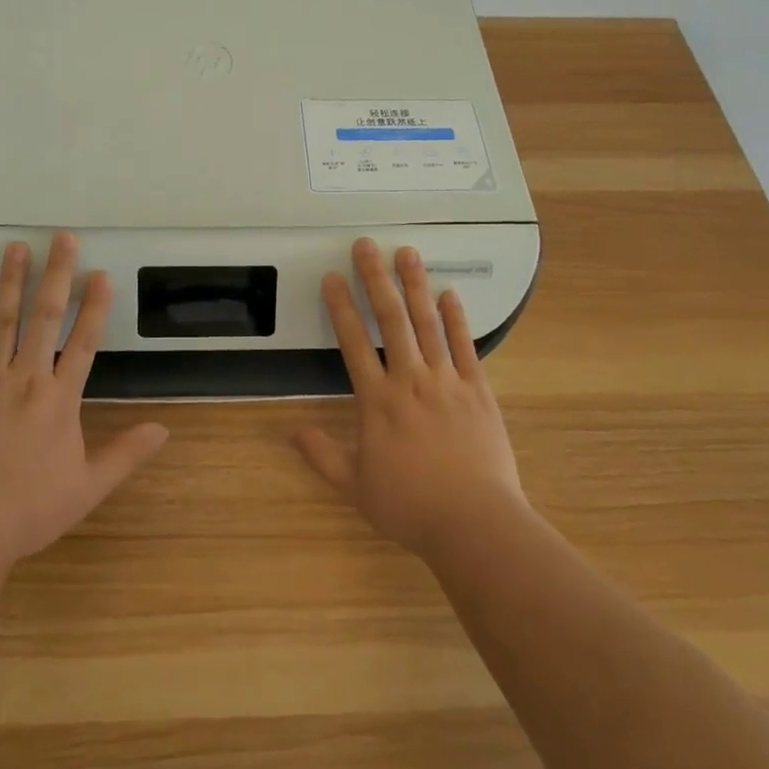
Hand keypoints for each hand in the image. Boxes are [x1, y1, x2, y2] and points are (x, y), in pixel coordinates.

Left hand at [0, 234, 168, 580]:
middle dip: (56, 274)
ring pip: (2, 322)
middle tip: (61, 237)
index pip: (85, 342)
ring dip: (11, 282)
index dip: (95, 306)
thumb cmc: (27, 511)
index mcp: (60, 400)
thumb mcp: (86, 488)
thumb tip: (164, 430)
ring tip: (16, 248)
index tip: (101, 274)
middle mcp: (25, 380)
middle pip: (44, 317)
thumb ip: (125, 454)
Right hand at [293, 238, 532, 561]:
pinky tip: (450, 292)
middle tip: (367, 245)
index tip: (332, 277)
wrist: (476, 524)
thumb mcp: (356, 487)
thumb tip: (290, 431)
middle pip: (391, 319)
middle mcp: (410, 380)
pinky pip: (464, 346)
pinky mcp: (478, 390)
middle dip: (375, 278)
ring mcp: (446, 381)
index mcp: (378, 400)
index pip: (353, 342)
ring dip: (415, 285)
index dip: (340, 306)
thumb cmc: (411, 506)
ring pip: (427, 323)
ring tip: (407, 252)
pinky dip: (456, 318)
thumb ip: (323, 455)